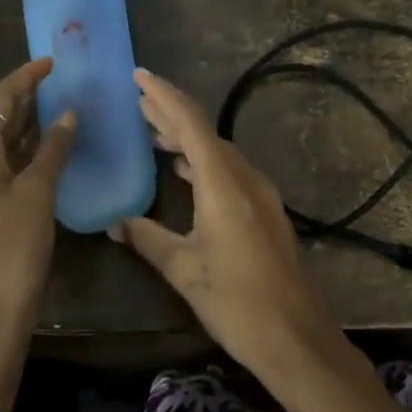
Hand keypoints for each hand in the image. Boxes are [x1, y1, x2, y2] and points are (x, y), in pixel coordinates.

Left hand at [0, 58, 76, 359]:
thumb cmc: (12, 249)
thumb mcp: (38, 194)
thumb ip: (52, 150)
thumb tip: (67, 115)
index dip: (24, 78)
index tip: (51, 62)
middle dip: (20, 99)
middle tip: (55, 84)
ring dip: (20, 126)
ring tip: (54, 110)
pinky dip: (17, 152)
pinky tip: (42, 153)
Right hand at [113, 68, 347, 387]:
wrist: (296, 335)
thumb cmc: (236, 301)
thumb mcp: (183, 270)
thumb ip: (147, 239)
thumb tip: (115, 223)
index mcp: (223, 183)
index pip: (191, 124)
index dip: (164, 97)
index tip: (139, 77)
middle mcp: (245, 178)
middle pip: (205, 133)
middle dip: (171, 114)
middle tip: (138, 100)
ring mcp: (260, 194)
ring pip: (218, 152)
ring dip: (187, 139)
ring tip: (153, 132)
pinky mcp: (265, 211)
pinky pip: (229, 171)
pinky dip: (202, 162)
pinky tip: (185, 170)